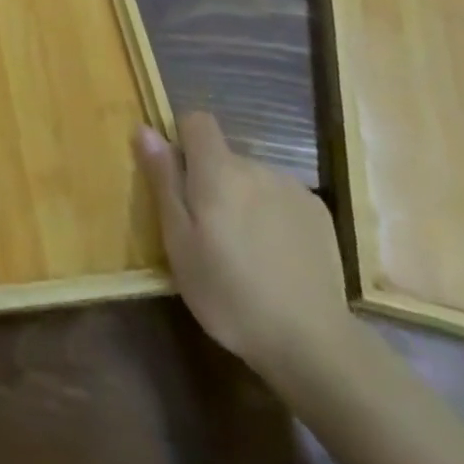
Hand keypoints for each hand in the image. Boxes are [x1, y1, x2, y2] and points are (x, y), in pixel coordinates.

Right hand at [135, 112, 354, 382]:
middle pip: (223, 157)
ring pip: (252, 179)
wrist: (313, 343)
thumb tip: (145, 128)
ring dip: (242, 199)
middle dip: (211, 182)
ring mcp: (292, 188)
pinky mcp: (318, 213)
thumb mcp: (179, 241)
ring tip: (244, 250)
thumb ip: (163, 180)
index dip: (182, 139)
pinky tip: (275, 257)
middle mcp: (256, 166)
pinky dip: (271, 215)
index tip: (177, 179)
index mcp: (218, 169)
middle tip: (207, 233)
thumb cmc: (229, 293)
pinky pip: (280, 198)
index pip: (197, 120)